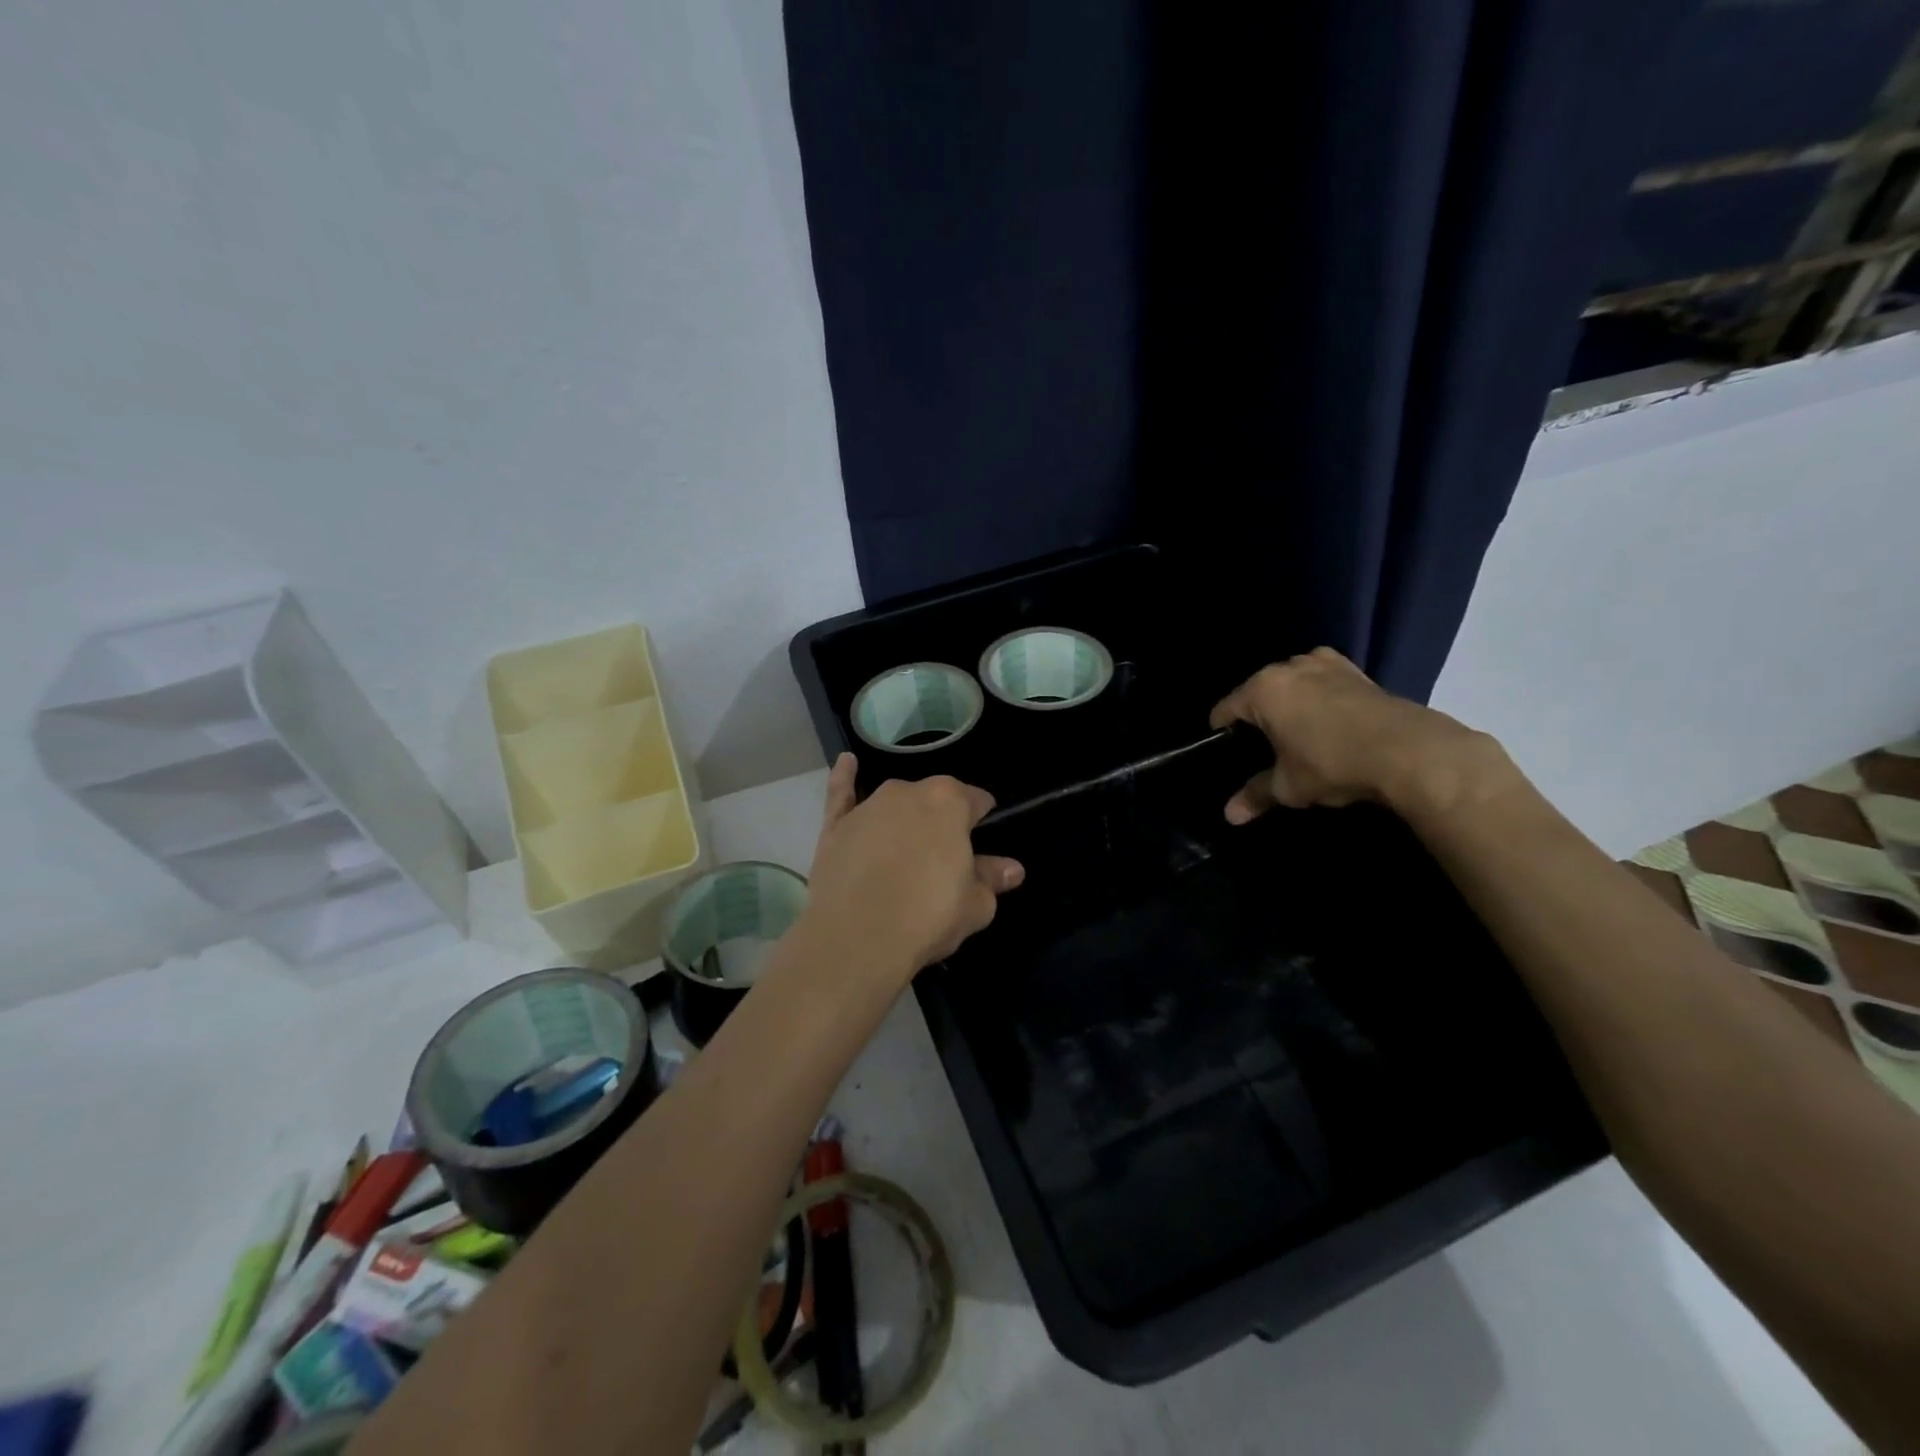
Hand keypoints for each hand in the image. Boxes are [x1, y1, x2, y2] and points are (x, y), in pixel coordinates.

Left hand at [801, 754, 1024, 977]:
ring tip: (905, 850)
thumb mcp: (975, 905)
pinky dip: (844, 777)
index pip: (976, 800)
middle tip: (942, 861)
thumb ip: (992, 879)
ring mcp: (868, 806)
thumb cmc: (928, 917)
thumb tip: (1012, 869)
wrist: (857, 938)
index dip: (980, 821)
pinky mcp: (835, 826)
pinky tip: (847, 762)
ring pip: (895, 802)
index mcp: (950, 802)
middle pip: (934, 800)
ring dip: (904, 816)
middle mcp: (908, 792)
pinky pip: (841, 793)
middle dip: (941, 822)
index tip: (979, 845)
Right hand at [1209, 648, 1503, 821]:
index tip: (1226, 754)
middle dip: (1258, 717)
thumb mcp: (1289, 786)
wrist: (1408, 751)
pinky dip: (1319, 697)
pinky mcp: (1356, 670)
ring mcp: (1324, 664)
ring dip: (1290, 703)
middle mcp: (1289, 668)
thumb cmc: (1332, 763)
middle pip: (1258, 692)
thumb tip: (1229, 816)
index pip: (1225, 709)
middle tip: (1265, 749)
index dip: (1221, 733)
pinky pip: (1323, 681)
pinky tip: (1329, 722)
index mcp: (1262, 690)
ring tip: (1298, 734)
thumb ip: (1256, 795)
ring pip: (1292, 683)